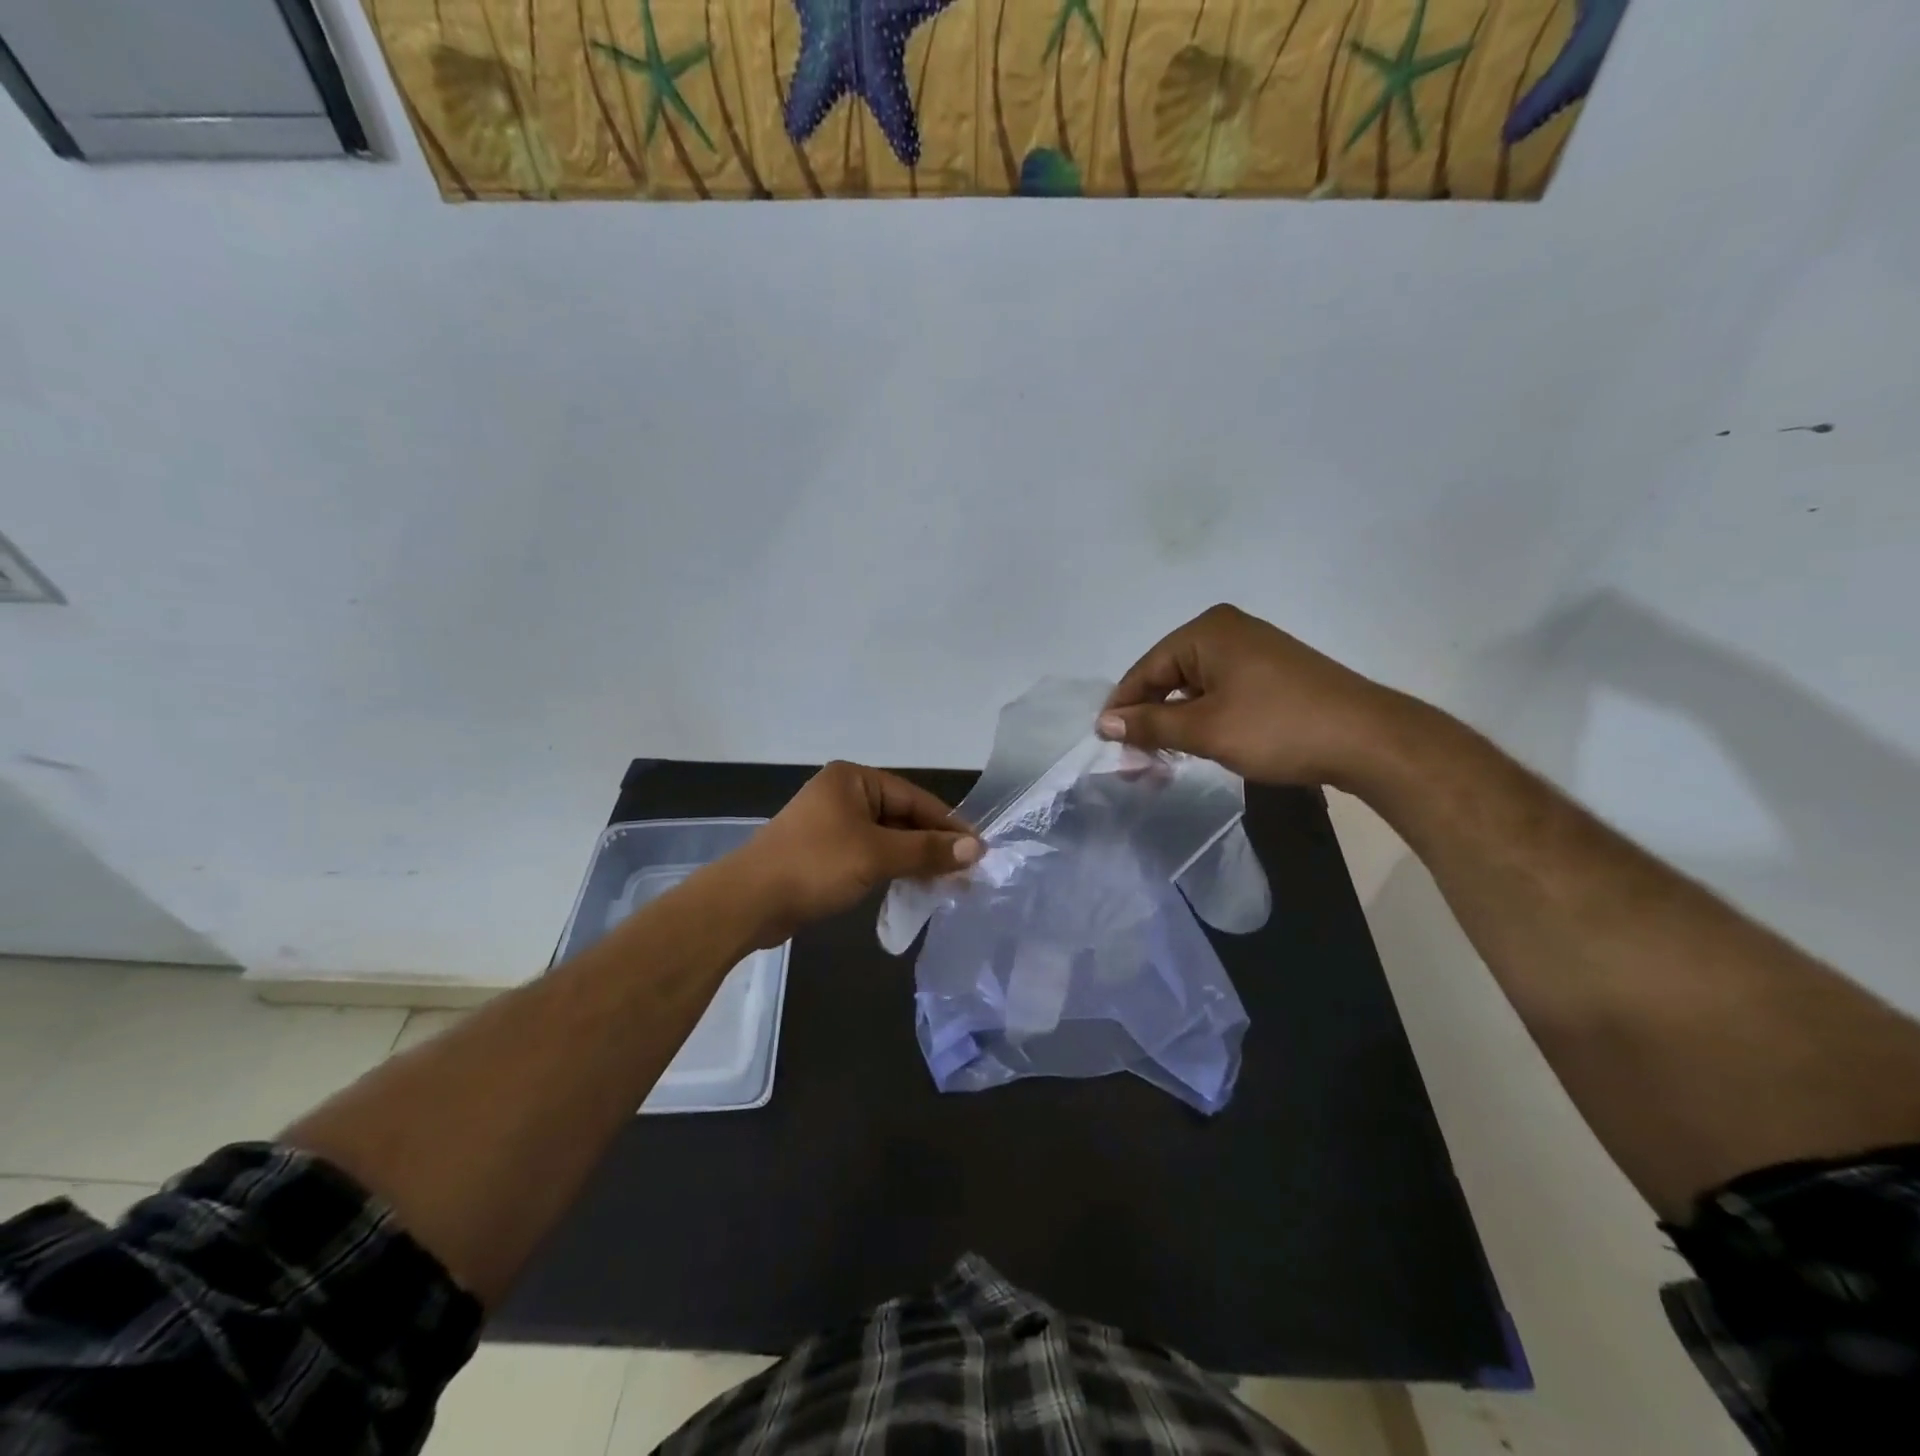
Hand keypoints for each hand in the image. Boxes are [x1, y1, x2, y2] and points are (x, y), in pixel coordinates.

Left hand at [727, 762, 980, 946]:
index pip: (915, 798)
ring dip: (914, 859)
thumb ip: (927, 850)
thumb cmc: (815, 865)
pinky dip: (891, 868)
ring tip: (946, 884)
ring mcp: (832, 824)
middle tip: (966, 872)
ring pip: (886, 838)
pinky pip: (869, 854)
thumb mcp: (877, 854)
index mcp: (854, 779)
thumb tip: (976, 849)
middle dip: (932, 845)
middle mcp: (843, 794)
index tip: (978, 851)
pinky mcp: (824, 852)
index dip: (948, 825)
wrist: (749, 902)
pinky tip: (912, 887)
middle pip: (902, 817)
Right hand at [1097, 604, 1405, 786]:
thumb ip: (1150, 724)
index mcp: (1206, 631)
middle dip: (1149, 716)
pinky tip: (1198, 742)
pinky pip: (1221, 690)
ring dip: (1175, 720)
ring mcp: (1254, 649)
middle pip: (1169, 674)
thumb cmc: (1277, 728)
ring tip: (1162, 757)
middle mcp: (1227, 630)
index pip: (1146, 668)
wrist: (1368, 739)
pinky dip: (1203, 716)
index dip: (1123, 707)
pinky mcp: (1273, 671)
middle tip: (1134, 758)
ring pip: (1195, 686)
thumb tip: (1105, 723)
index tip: (1105, 743)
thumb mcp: (1204, 729)